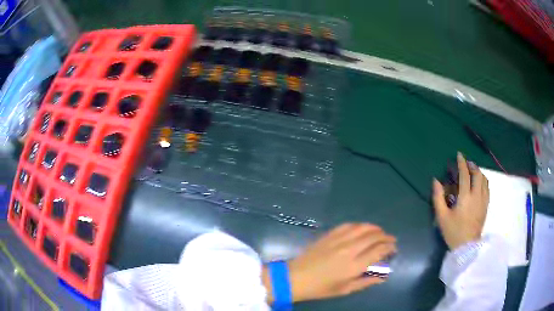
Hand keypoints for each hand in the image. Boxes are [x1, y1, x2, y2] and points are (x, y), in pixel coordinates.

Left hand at [263, 223, 395, 302]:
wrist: (296, 277)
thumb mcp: (345, 289)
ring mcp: (339, 239)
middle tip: (390, 240)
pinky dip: (360, 225)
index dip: (389, 247)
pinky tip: (362, 228)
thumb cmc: (321, 288)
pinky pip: (349, 225)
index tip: (393, 248)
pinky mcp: (329, 234)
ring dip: (375, 228)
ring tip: (380, 232)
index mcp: (354, 265)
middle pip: (374, 236)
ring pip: (363, 227)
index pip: (379, 250)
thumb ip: (366, 281)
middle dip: (386, 236)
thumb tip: (383, 276)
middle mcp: (349, 249)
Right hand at [433, 152, 489, 249]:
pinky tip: (480, 183)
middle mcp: (476, 196)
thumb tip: (436, 181)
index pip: (465, 175)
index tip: (459, 155)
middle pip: (478, 175)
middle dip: (472, 166)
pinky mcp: (486, 206)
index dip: (462, 163)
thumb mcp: (442, 217)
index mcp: (465, 197)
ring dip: (479, 172)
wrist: (467, 247)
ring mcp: (483, 201)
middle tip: (467, 163)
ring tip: (473, 171)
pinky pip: (487, 188)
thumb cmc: (453, 232)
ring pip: (484, 180)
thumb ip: (438, 198)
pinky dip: (483, 181)